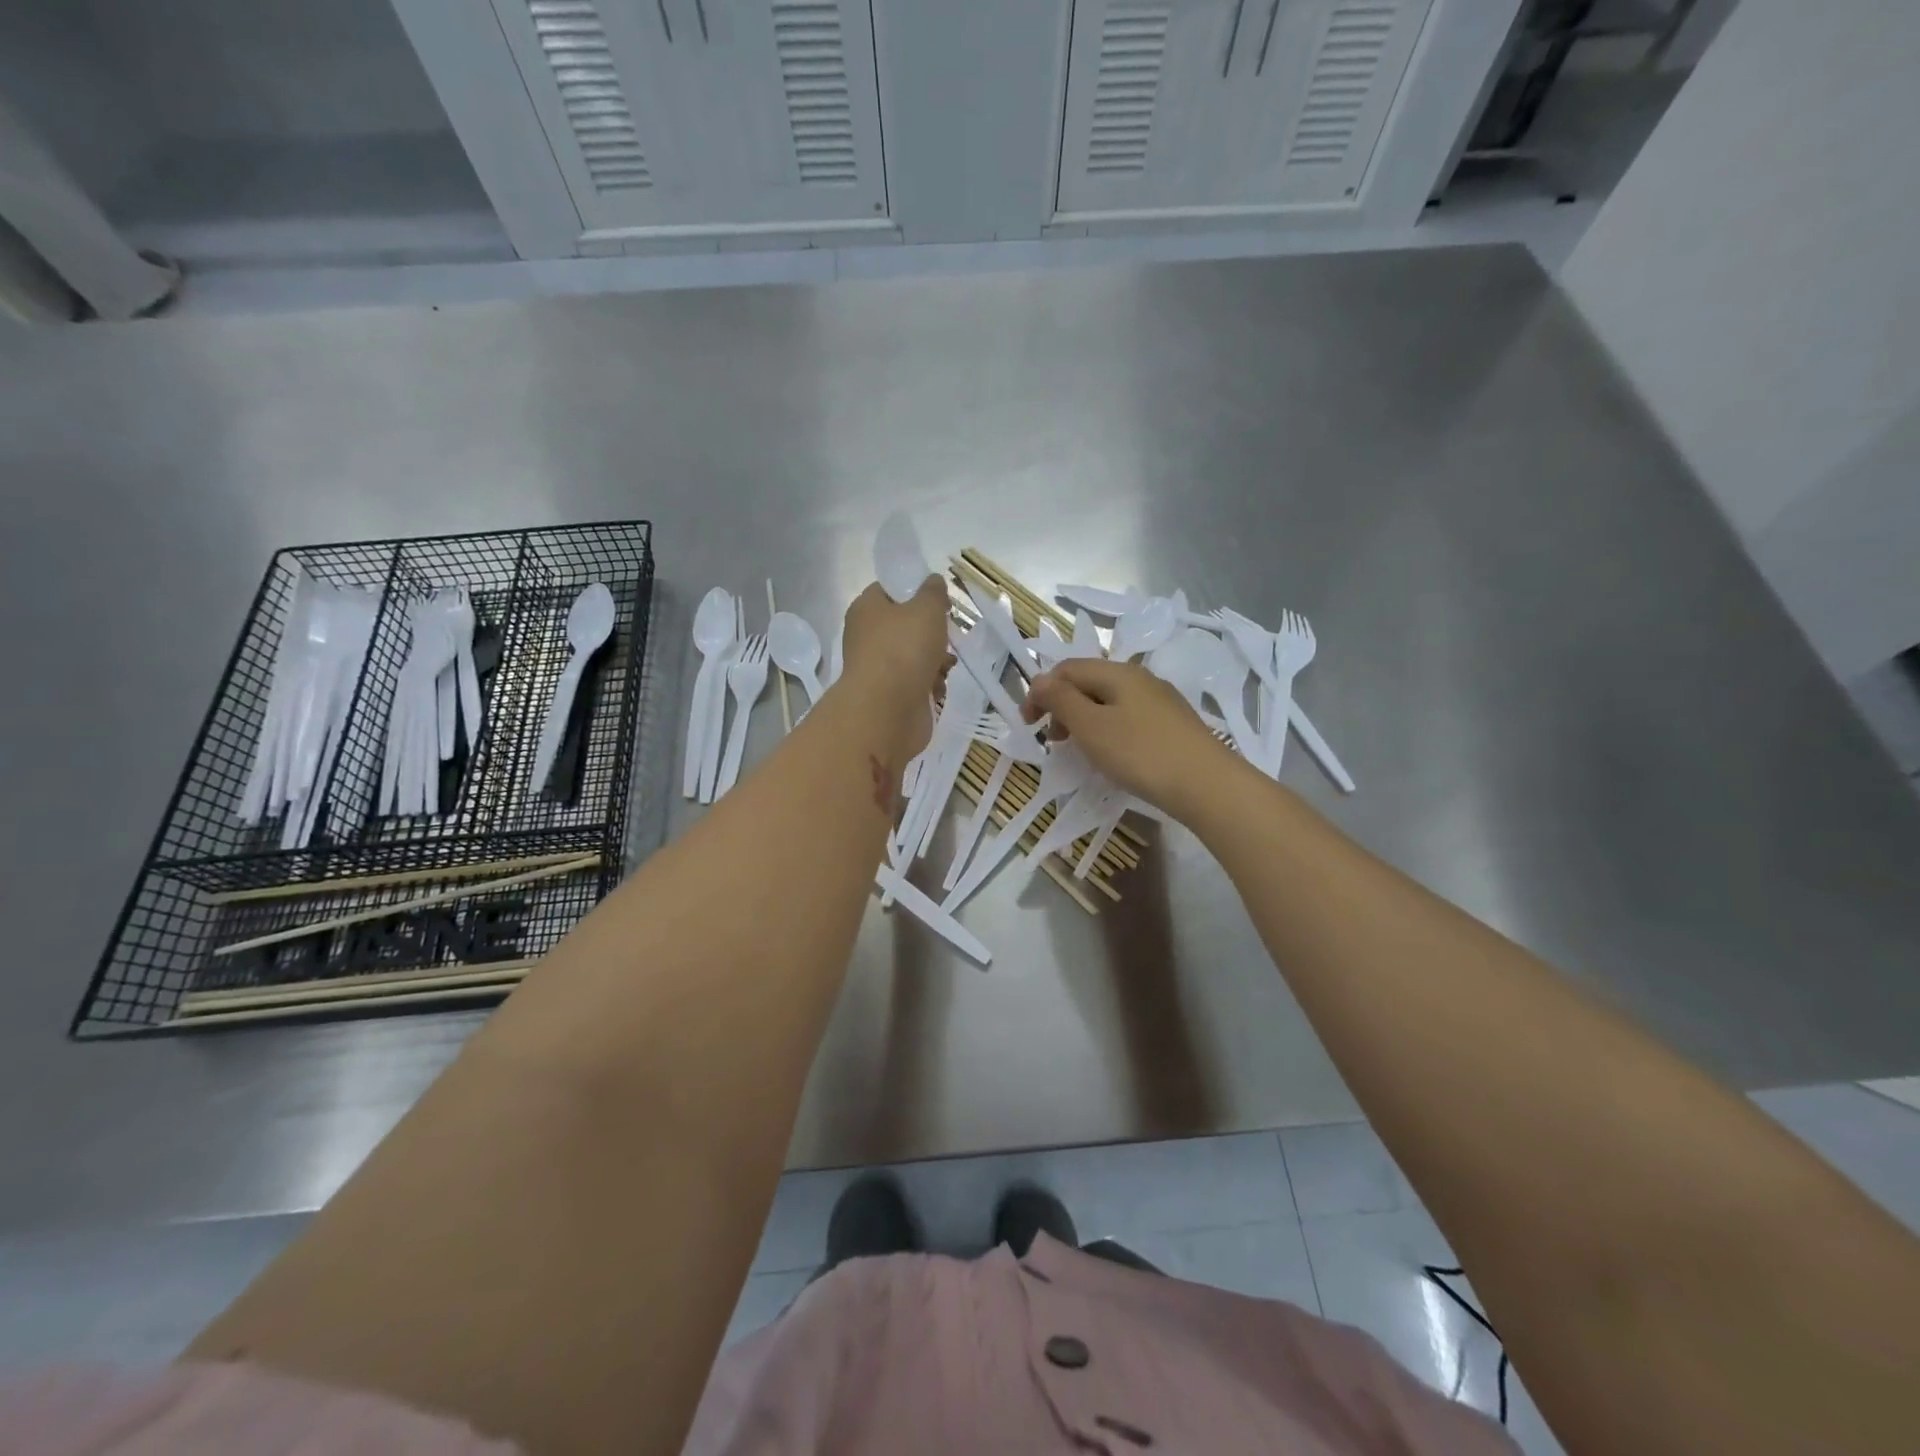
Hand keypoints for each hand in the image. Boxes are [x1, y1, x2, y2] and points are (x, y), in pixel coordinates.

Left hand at [839, 576, 950, 758]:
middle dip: (931, 632)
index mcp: (867, 608)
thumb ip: (933, 591)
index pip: (889, 590)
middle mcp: (866, 636)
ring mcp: (877, 668)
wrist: (887, 709)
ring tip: (946, 666)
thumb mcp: (926, 608)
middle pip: (905, 626)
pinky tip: (937, 688)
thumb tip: (933, 582)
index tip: (939, 601)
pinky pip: (915, 683)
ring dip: (936, 660)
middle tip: (947, 635)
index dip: (915, 591)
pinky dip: (929, 685)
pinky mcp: (889, 695)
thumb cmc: (904, 649)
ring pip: (913, 656)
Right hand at [1023, 658, 1236, 816]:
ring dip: (1084, 719)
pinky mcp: (1173, 725)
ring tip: (1078, 749)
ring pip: (1109, 701)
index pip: (1066, 669)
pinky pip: (1128, 717)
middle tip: (1052, 740)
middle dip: (1061, 706)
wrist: (1207, 785)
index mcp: (1117, 672)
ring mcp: (1160, 701)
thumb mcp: (1091, 726)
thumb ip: (1061, 700)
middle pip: (1088, 682)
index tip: (1028, 725)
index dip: (1040, 692)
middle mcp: (1140, 678)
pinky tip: (1112, 755)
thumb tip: (1040, 680)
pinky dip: (1108, 730)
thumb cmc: (1141, 753)